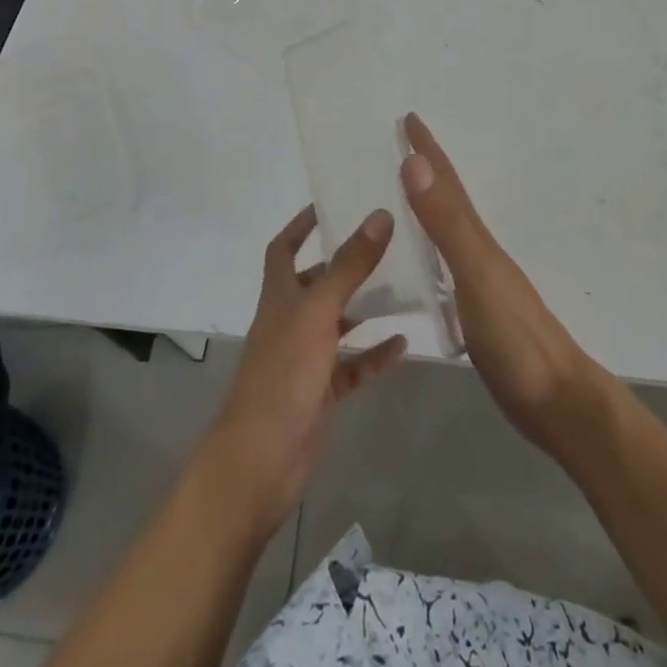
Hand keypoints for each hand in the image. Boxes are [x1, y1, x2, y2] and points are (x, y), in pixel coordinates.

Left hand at [202, 204, 407, 536]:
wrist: (262, 460)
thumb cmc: (283, 374)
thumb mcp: (318, 312)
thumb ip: (350, 266)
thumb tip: (380, 215)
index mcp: (280, 295)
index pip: (284, 248)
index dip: (301, 225)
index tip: (329, 205)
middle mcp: (291, 320)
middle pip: (318, 283)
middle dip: (345, 263)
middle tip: (386, 243)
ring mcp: (307, 357)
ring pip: (340, 323)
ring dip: (366, 307)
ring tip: (405, 286)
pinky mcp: (323, 391)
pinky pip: (354, 365)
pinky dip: (375, 353)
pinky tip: (404, 342)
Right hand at [401, 114, 604, 457]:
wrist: (557, 402)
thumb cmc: (516, 337)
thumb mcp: (477, 275)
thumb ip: (447, 223)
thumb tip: (415, 163)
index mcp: (477, 239)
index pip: (446, 183)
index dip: (427, 149)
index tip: (408, 118)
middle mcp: (479, 252)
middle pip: (448, 200)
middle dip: (426, 170)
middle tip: (399, 146)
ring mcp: (480, 283)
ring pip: (447, 232)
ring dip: (427, 207)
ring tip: (401, 195)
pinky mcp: (477, 313)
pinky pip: (445, 266)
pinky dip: (429, 251)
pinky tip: (420, 264)